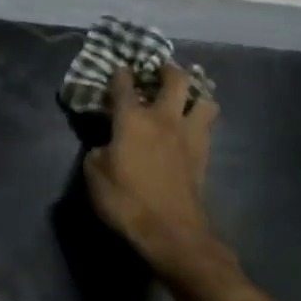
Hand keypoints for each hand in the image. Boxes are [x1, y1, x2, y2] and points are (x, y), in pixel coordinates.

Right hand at [83, 63, 243, 300]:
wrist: (170, 232)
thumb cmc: (125, 200)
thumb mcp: (94, 174)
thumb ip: (98, 151)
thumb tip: (106, 145)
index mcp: (132, 119)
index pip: (124, 86)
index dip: (120, 74)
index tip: (118, 68)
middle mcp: (164, 119)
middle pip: (175, 80)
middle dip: (167, 69)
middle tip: (159, 70)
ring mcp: (189, 136)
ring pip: (205, 100)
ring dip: (196, 93)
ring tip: (186, 97)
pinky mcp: (204, 155)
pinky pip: (207, 126)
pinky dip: (201, 119)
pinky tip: (192, 126)